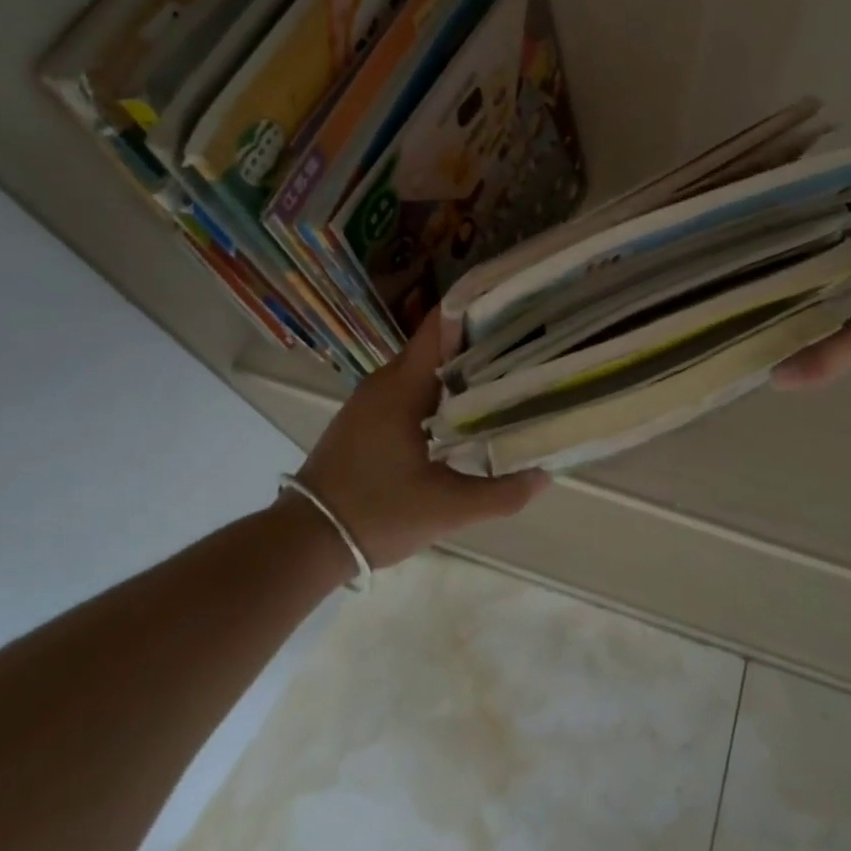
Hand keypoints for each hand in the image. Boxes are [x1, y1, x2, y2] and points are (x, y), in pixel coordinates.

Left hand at [295, 314, 548, 570]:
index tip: (516, 309)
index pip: (441, 325)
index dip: (478, 310)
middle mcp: (386, 380)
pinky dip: (439, 391)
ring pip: (424, 369)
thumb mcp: (446, 509)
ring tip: (504, 377)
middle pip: (438, 345)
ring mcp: (371, 398)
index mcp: (404, 385)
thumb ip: (500, 493)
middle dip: (480, 343)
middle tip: (525, 349)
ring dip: (459, 370)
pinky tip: (464, 412)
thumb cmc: (377, 513)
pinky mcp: (365, 417)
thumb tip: (545, 474)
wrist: (305, 541)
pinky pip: (409, 388)